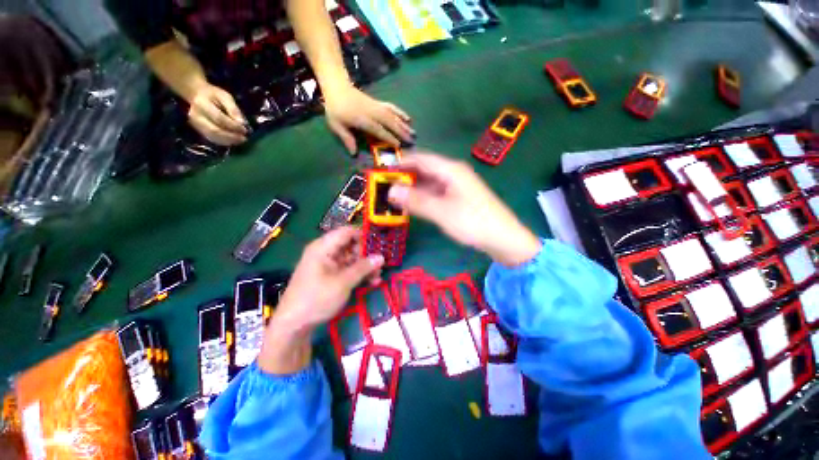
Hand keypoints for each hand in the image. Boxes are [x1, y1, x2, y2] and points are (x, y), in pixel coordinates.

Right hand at [187, 83, 247, 145]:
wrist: (197, 95)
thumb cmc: (213, 95)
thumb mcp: (225, 97)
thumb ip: (234, 109)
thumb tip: (243, 123)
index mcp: (201, 104)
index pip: (219, 118)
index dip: (233, 126)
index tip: (245, 130)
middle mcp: (196, 116)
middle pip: (214, 130)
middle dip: (232, 136)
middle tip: (244, 138)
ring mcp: (196, 125)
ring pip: (213, 137)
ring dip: (229, 141)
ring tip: (241, 140)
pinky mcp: (199, 131)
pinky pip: (212, 139)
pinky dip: (224, 142)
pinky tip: (234, 141)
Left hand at [276, 226, 384, 329]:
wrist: (293, 325)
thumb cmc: (316, 299)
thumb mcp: (343, 282)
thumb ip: (363, 267)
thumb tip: (381, 256)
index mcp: (323, 247)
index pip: (347, 232)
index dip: (364, 236)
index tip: (378, 247)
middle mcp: (325, 252)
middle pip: (351, 245)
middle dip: (367, 255)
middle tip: (380, 266)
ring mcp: (328, 264)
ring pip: (352, 258)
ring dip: (365, 266)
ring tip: (378, 277)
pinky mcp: (330, 275)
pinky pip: (347, 269)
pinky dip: (359, 274)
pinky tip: (371, 282)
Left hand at [324, 85, 413, 152]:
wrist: (337, 86)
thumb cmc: (335, 108)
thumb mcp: (335, 124)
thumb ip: (346, 138)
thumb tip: (354, 153)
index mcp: (362, 119)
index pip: (378, 129)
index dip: (389, 137)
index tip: (398, 145)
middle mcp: (372, 112)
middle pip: (389, 122)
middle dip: (401, 131)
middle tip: (411, 140)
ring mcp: (377, 106)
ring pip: (393, 115)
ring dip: (404, 124)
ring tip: (413, 132)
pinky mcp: (379, 103)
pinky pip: (392, 107)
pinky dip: (401, 113)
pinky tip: (408, 118)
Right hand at [388, 152, 540, 266]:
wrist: (503, 239)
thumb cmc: (473, 222)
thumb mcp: (442, 212)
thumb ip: (416, 200)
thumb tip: (391, 190)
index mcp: (450, 170)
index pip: (420, 159)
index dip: (401, 162)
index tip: (382, 171)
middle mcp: (453, 174)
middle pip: (424, 169)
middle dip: (405, 176)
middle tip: (385, 187)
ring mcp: (456, 186)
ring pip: (429, 182)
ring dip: (413, 188)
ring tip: (394, 197)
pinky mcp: (458, 198)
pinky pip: (435, 193)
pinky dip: (423, 197)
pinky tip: (413, 205)